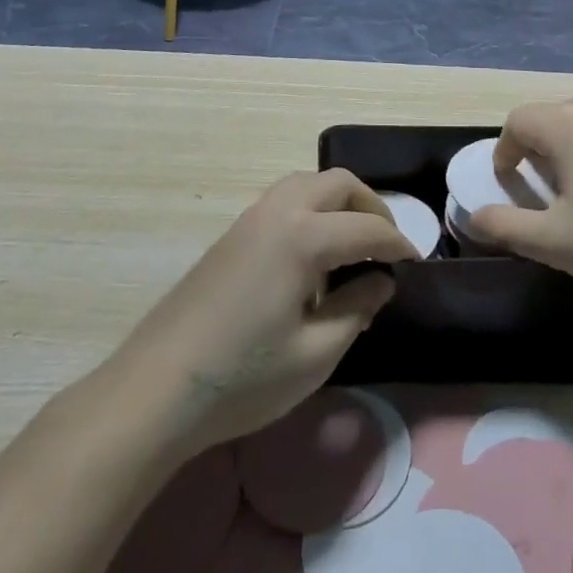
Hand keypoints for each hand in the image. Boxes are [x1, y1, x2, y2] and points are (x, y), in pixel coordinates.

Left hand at [103, 169, 414, 460]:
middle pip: (338, 183)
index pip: (367, 228)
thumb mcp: (315, 354)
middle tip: (386, 245)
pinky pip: (285, 201)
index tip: (416, 263)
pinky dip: (312, 210)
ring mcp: (251, 218)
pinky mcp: (233, 234)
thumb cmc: (243, 376)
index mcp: (303, 236)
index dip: (398, 244)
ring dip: (339, 202)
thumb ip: (357, 309)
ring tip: (352, 245)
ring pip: (308, 184)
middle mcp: (279, 211)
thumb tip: (381, 281)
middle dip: (371, 207)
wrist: (156, 388)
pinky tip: (312, 256)